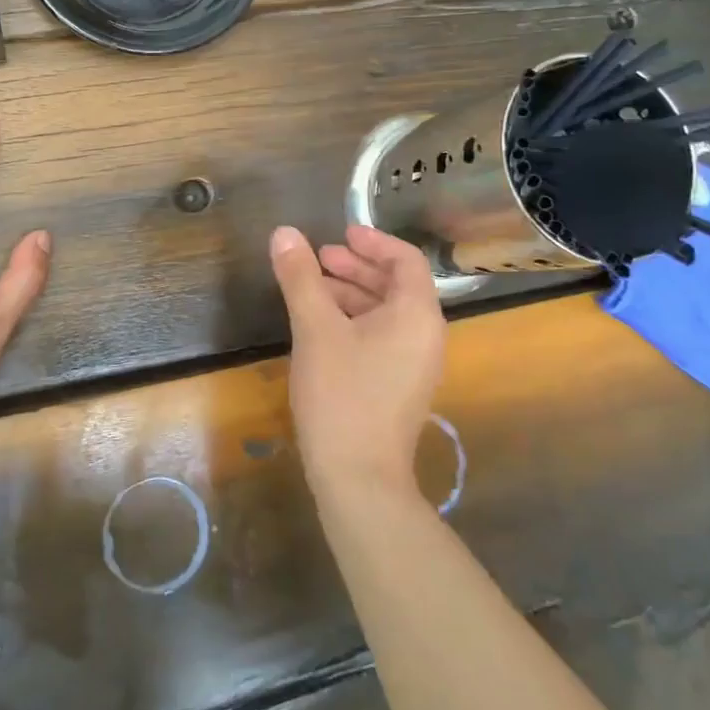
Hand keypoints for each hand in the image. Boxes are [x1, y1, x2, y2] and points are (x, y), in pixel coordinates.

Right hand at [268, 224, 446, 500]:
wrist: (359, 477)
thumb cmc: (342, 394)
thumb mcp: (315, 329)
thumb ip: (300, 277)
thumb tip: (284, 232)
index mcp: (417, 314)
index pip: (405, 260)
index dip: (373, 241)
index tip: (340, 234)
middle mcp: (425, 335)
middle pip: (396, 285)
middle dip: (356, 267)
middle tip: (319, 258)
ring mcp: (414, 364)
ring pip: (386, 312)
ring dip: (351, 293)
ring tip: (312, 287)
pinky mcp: (399, 386)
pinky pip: (382, 337)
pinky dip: (354, 321)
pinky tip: (320, 327)